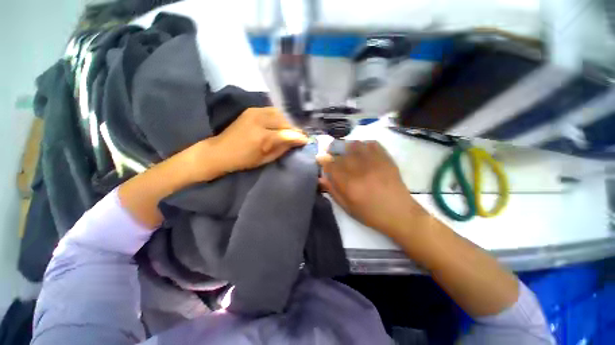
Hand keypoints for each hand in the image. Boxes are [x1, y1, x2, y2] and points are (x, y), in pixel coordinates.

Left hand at [188, 107, 308, 180]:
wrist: (220, 151)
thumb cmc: (244, 160)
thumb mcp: (266, 159)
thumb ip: (283, 148)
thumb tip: (297, 141)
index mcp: (262, 137)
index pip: (287, 133)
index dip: (299, 136)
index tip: (306, 140)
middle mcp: (259, 120)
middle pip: (285, 120)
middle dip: (294, 128)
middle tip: (300, 135)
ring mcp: (255, 112)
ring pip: (280, 113)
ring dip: (288, 122)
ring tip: (291, 130)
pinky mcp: (252, 109)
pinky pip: (272, 111)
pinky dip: (280, 117)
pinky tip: (281, 124)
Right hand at [318, 141, 424, 234]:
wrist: (400, 214)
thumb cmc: (371, 214)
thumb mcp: (348, 208)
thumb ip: (333, 191)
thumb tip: (321, 178)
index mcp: (349, 185)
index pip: (331, 166)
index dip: (323, 160)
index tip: (320, 157)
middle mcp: (360, 170)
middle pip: (342, 153)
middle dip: (333, 150)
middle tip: (330, 151)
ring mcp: (375, 163)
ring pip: (356, 145)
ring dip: (347, 145)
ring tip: (345, 150)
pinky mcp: (386, 160)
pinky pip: (373, 144)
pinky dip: (364, 144)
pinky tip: (362, 149)